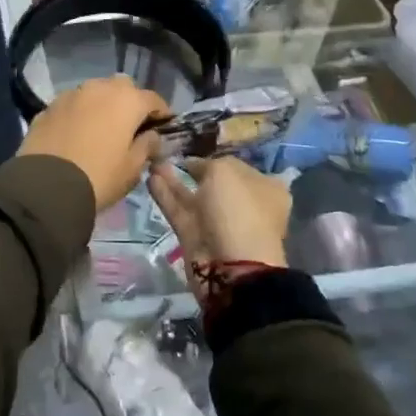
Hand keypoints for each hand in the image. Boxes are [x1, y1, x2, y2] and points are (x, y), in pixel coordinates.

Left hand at [17, 75, 169, 210]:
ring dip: (101, 104)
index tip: (163, 128)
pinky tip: (76, 133)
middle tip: (130, 126)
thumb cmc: (99, 176)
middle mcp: (99, 88)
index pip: (153, 99)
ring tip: (101, 128)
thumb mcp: (132, 168)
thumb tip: (152, 136)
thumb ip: (147, 146)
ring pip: (94, 92)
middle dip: (129, 102)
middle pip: (122, 87)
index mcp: (127, 100)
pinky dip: (79, 113)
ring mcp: (71, 94)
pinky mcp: (48, 106)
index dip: (161, 113)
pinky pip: (72, 105)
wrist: (46, 186)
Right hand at [149, 158, 291, 287]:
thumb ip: (207, 163)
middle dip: (192, 169)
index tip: (194, 149)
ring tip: (153, 162)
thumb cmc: (238, 210)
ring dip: (174, 181)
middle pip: (215, 184)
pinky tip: (150, 178)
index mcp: (265, 189)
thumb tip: (195, 166)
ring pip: (194, 197)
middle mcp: (244, 206)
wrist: (232, 266)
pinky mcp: (196, 237)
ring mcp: (219, 224)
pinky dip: (166, 195)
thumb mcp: (225, 171)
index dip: (217, 158)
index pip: (239, 168)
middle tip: (169, 154)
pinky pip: (179, 210)